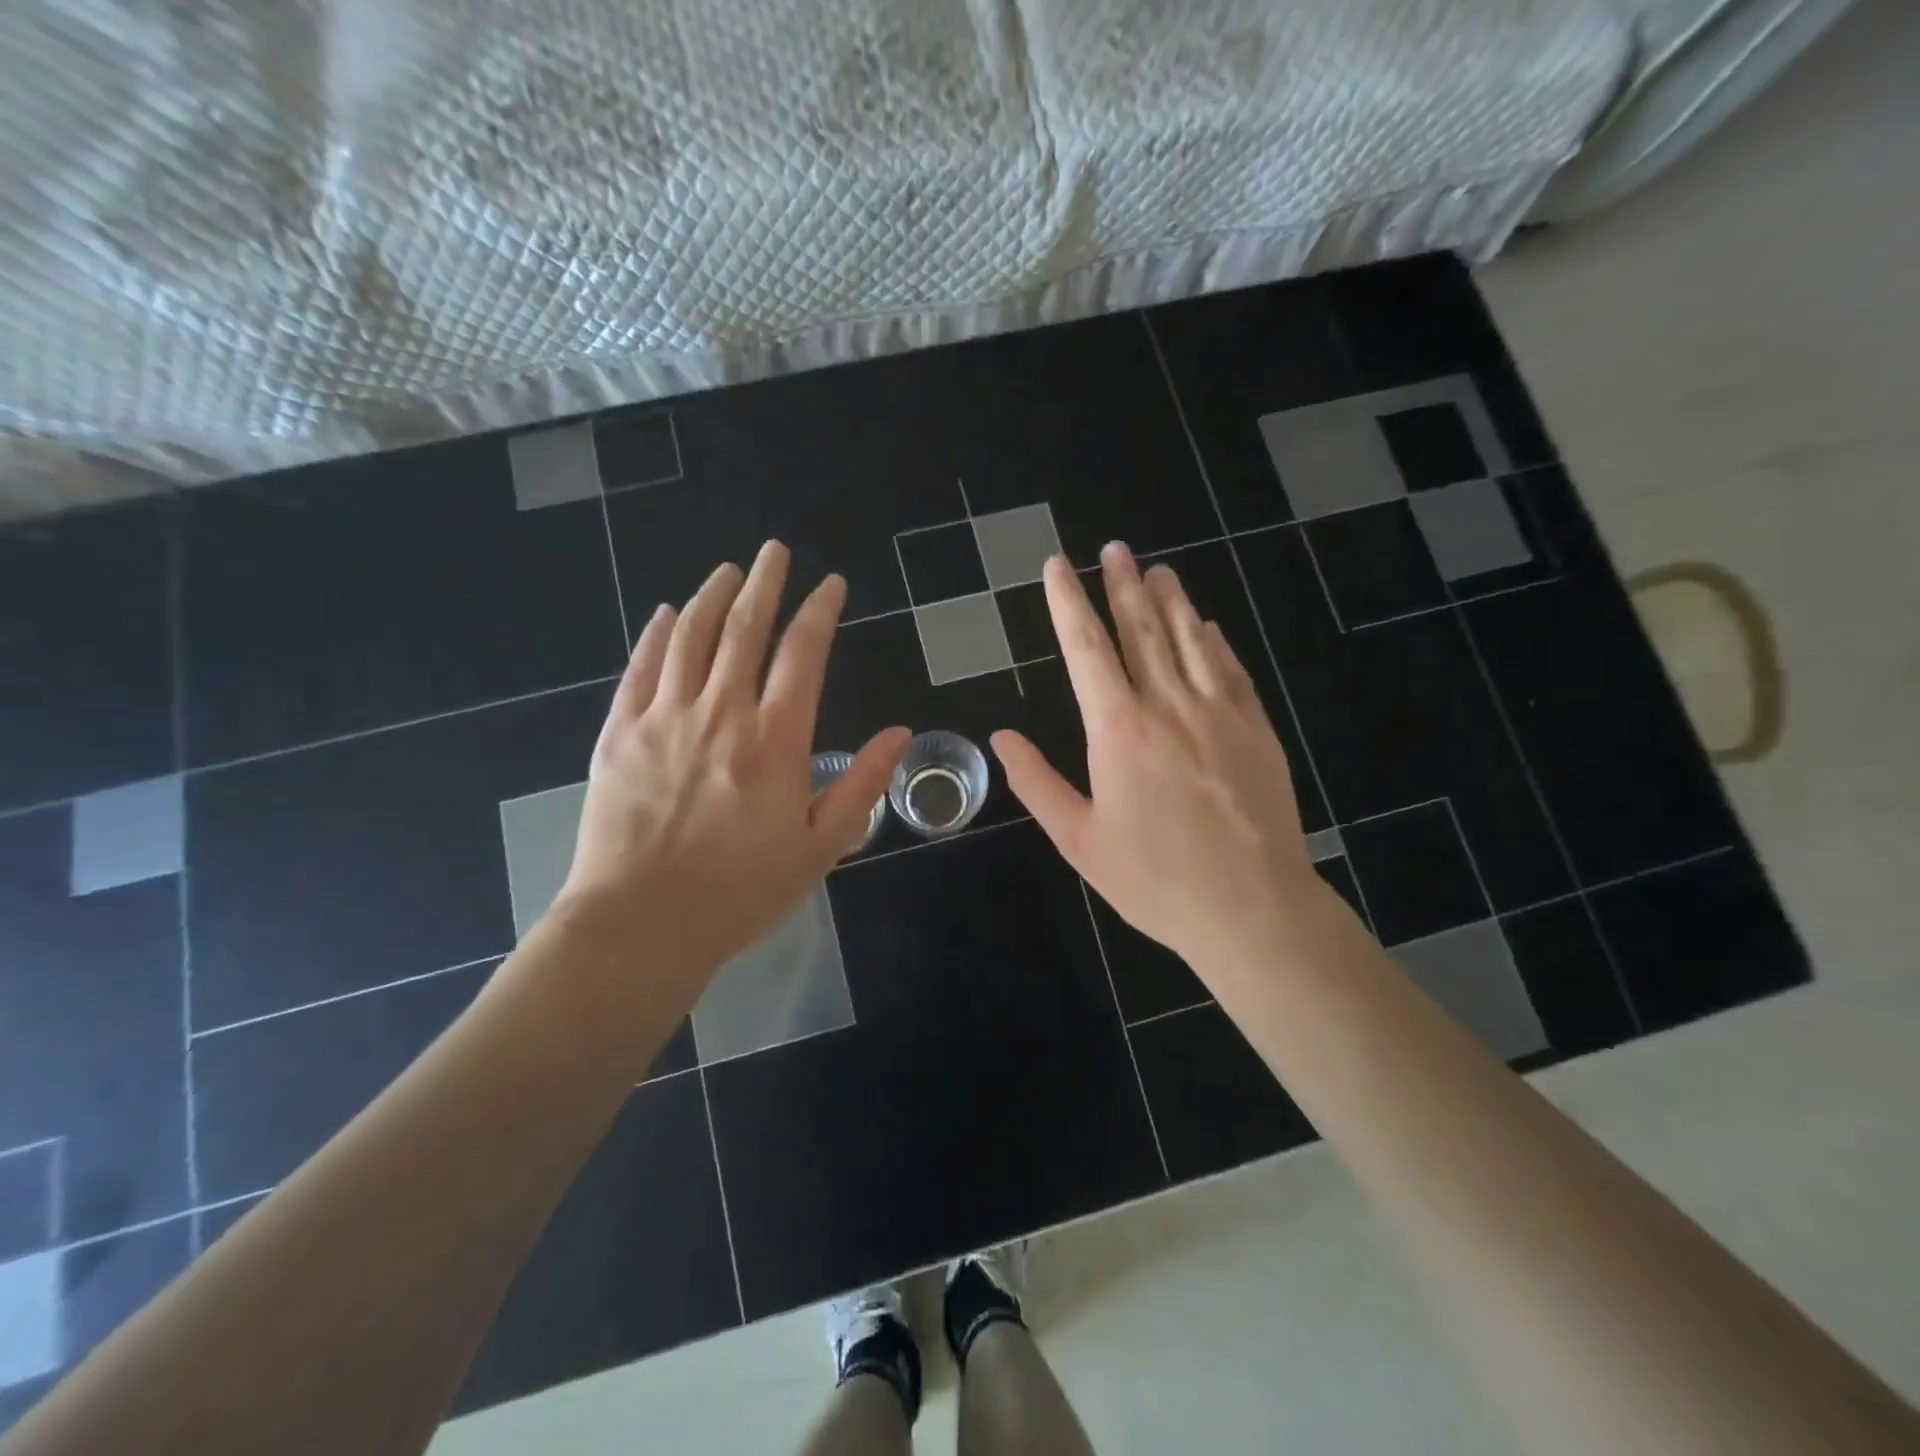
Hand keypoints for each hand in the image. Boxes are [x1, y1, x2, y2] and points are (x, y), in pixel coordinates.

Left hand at [552, 540, 908, 1001]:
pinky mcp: (619, 733)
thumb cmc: (741, 891)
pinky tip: (669, 612)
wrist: (641, 923)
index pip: (803, 655)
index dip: (820, 612)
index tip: (831, 585)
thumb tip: (899, 733)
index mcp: (775, 740)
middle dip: (765, 583)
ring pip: (692, 637)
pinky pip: (641, 667)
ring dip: (714, 596)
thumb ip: (861, 783)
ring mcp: (664, 718)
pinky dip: (658, 633)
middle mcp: (721, 713)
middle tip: (775, 551)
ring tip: (729, 570)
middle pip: (746, 629)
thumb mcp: (820, 847)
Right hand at [991, 543, 1330, 983]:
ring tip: (1157, 569)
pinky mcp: (1256, 728)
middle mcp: (1169, 706)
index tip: (1058, 566)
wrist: (1253, 909)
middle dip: (1123, 585)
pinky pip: (1231, 670)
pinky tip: (1206, 625)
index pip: (1086, 649)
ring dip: (1170, 600)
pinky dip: (1213, 641)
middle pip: (1142, 629)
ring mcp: (1220, 713)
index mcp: (1119, 730)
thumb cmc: (1155, 880)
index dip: (1068, 602)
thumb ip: (1037, 782)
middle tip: (1114, 548)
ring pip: (1190, 639)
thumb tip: (1001, 737)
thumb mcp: (1079, 841)